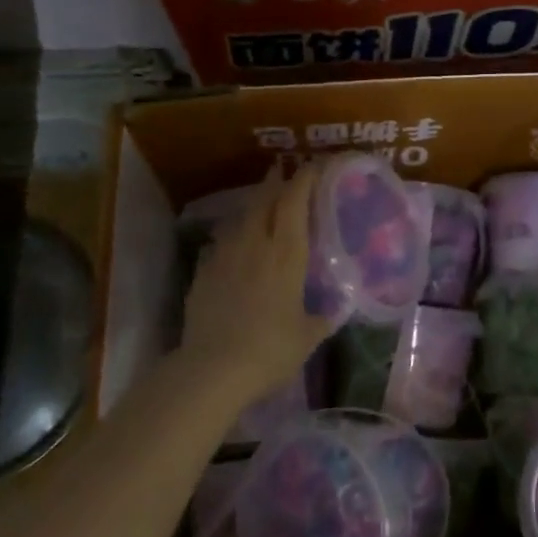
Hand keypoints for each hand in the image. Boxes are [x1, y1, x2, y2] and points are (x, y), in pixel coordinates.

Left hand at [180, 164, 330, 399]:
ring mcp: (224, 256)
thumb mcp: (308, 336)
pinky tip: (234, 245)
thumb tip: (335, 310)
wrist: (212, 370)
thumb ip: (322, 318)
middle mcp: (254, 245)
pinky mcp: (202, 273)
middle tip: (285, 173)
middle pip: (264, 201)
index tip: (314, 166)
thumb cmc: (270, 350)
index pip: (295, 203)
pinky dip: (232, 235)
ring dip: (253, 206)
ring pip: (240, 218)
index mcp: (286, 254)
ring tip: (262, 205)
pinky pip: (220, 243)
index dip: (305, 180)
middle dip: (276, 182)